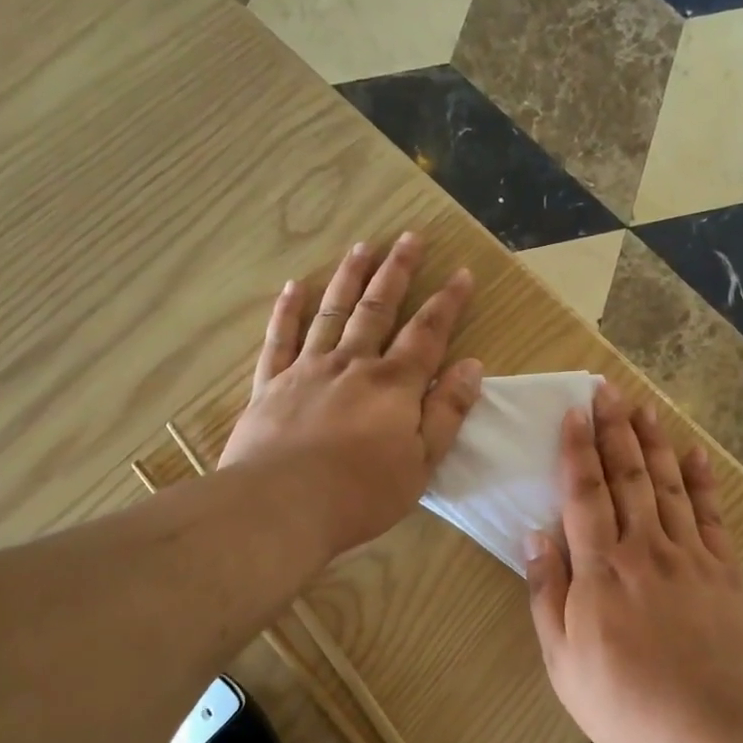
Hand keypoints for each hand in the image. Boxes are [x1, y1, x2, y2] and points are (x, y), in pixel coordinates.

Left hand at [219, 233, 481, 555]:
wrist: (281, 506)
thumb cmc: (361, 493)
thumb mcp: (422, 462)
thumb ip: (447, 412)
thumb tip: (472, 366)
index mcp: (394, 385)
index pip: (427, 333)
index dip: (447, 302)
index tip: (460, 273)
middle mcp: (352, 364)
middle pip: (378, 309)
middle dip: (397, 272)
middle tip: (409, 237)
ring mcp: (307, 370)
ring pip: (331, 312)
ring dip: (348, 277)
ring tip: (362, 246)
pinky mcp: (270, 385)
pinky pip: (280, 338)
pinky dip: (287, 311)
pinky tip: (293, 287)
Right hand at [524, 384, 742, 742]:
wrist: (707, 728)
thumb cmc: (622, 699)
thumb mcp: (562, 657)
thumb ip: (547, 592)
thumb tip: (535, 534)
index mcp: (601, 567)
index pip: (585, 493)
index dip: (578, 449)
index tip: (574, 412)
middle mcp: (645, 548)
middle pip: (628, 477)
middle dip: (615, 430)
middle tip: (608, 390)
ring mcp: (689, 556)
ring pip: (668, 485)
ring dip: (654, 443)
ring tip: (644, 406)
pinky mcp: (724, 571)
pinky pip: (710, 515)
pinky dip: (702, 481)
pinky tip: (695, 454)